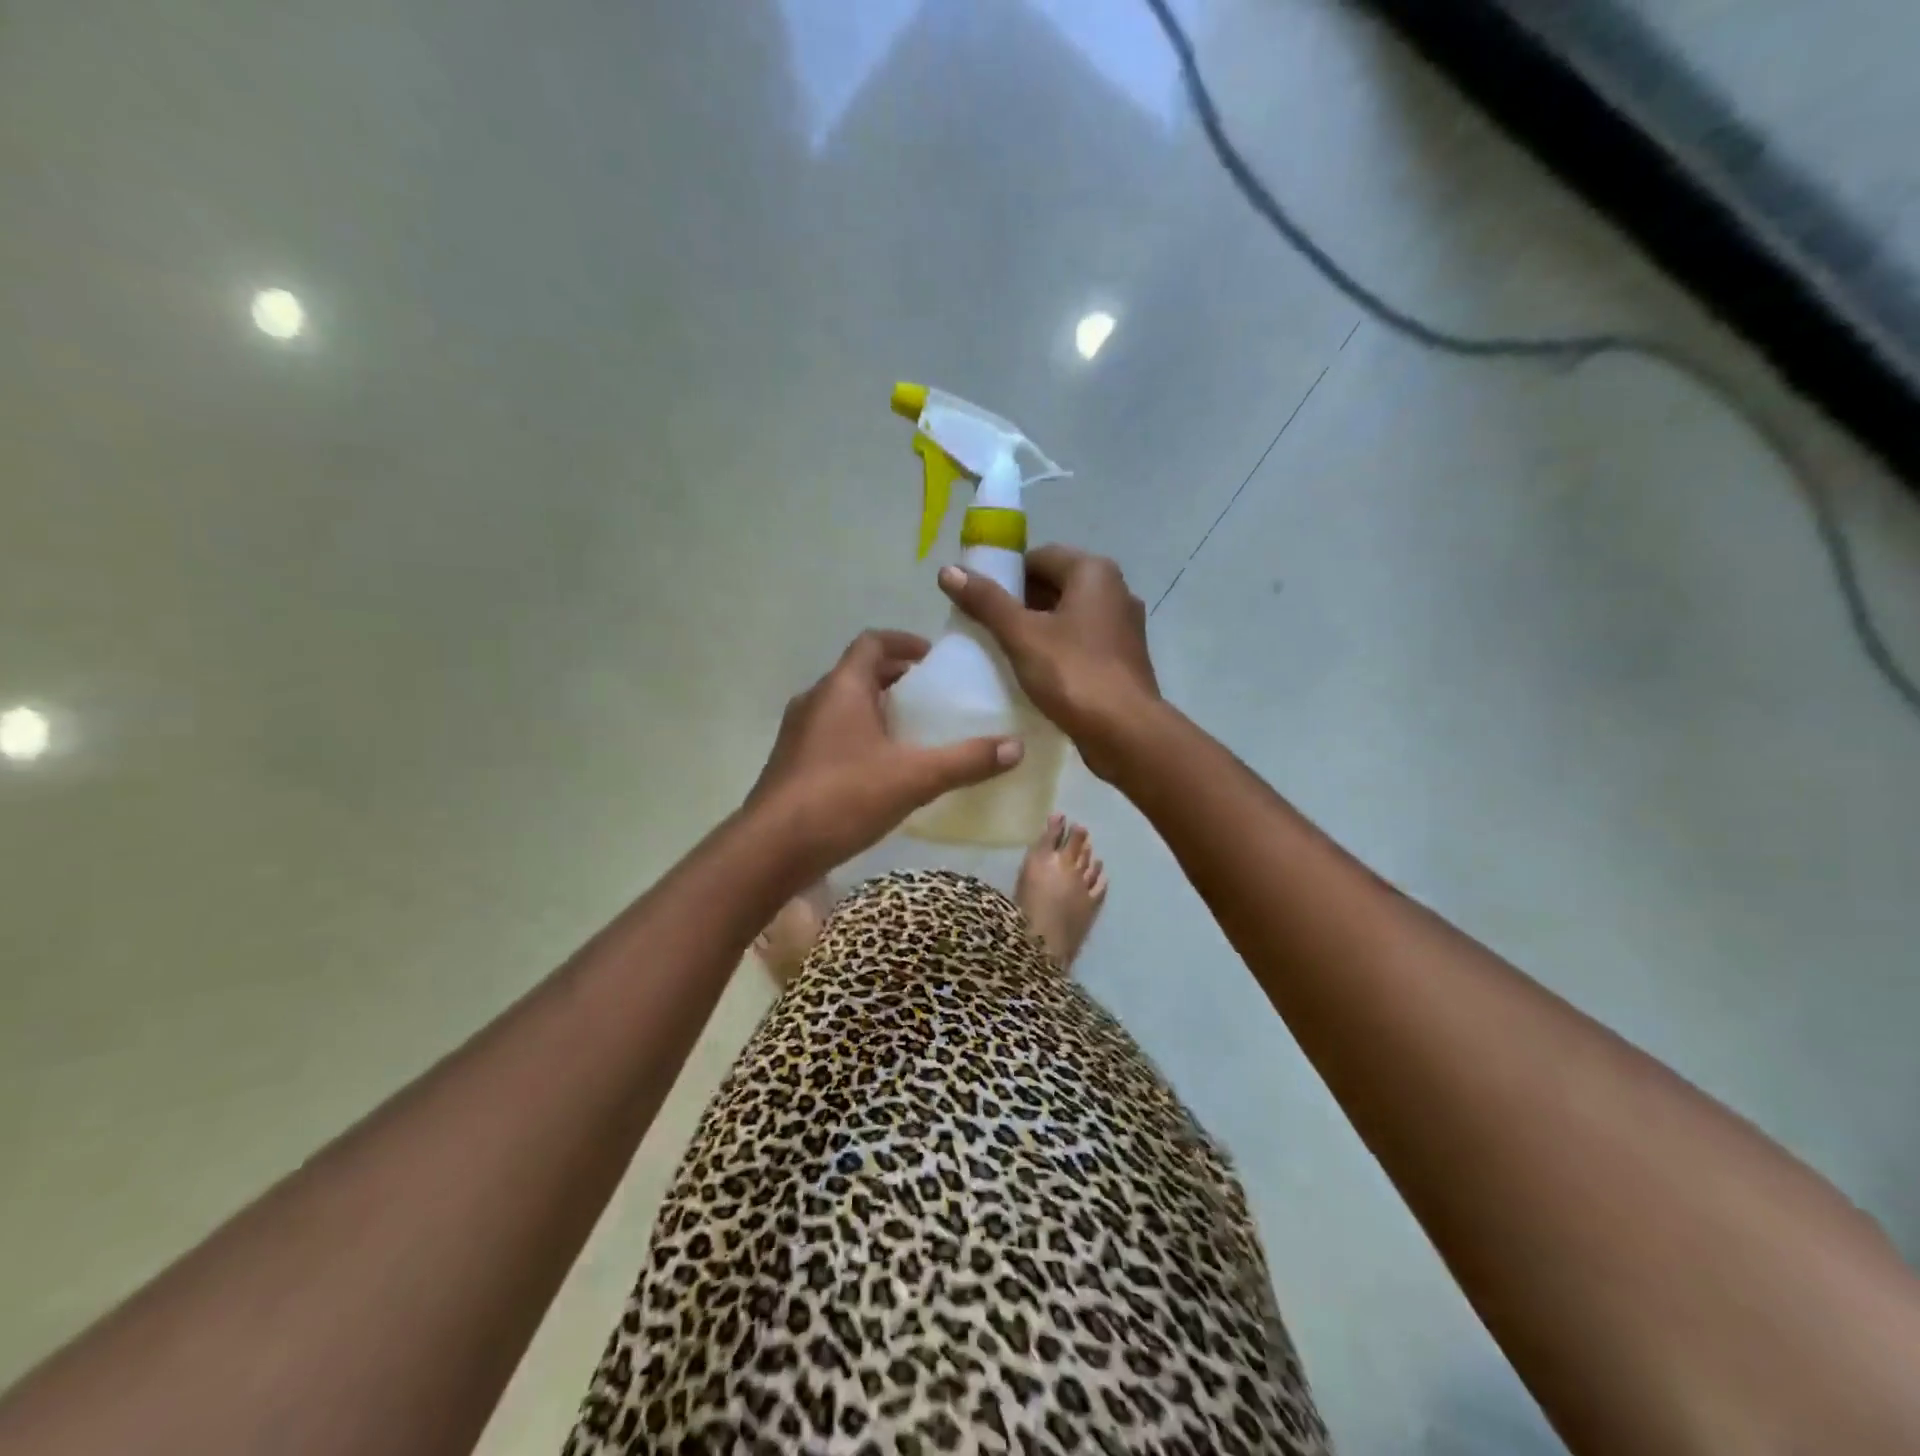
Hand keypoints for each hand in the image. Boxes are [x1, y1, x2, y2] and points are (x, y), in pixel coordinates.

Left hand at [748, 629, 1022, 875]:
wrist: (772, 849)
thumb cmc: (843, 797)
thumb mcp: (914, 778)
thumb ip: (966, 760)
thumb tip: (1016, 746)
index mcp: (842, 687)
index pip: (873, 642)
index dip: (906, 643)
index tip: (935, 660)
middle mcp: (816, 700)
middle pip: (860, 673)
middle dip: (898, 680)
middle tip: (934, 700)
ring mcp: (799, 732)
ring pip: (845, 706)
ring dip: (878, 710)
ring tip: (915, 734)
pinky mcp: (793, 763)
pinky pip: (833, 734)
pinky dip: (860, 737)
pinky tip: (883, 771)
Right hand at [938, 544, 1160, 780]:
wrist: (1125, 732)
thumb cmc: (1073, 674)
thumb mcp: (1022, 635)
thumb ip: (986, 601)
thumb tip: (948, 570)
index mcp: (1094, 572)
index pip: (1039, 557)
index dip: (1004, 575)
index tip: (978, 601)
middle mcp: (1115, 591)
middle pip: (1054, 585)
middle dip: (1019, 603)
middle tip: (985, 627)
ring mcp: (1123, 626)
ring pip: (1068, 617)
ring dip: (1037, 629)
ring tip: (1003, 651)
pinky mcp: (1123, 659)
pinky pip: (1081, 642)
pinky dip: (1057, 649)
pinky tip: (1034, 672)